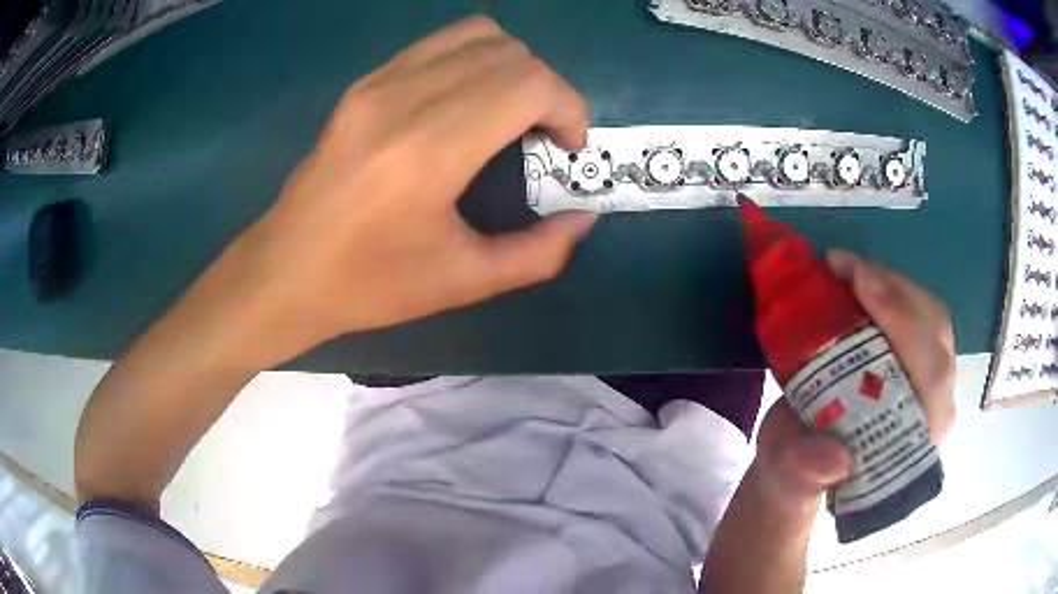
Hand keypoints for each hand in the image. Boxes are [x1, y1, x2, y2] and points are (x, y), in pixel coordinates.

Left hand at [217, 17, 596, 365]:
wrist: (285, 271)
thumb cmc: (368, 285)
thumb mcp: (463, 282)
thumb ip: (538, 253)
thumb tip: (583, 217)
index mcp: (430, 150)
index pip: (529, 83)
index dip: (569, 107)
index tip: (567, 146)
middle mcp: (405, 99)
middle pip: (510, 54)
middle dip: (547, 89)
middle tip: (543, 136)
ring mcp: (379, 83)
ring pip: (477, 35)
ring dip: (512, 67)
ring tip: (510, 112)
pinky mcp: (364, 83)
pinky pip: (438, 44)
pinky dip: (474, 60)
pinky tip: (468, 102)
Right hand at [750, 250, 955, 517]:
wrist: (801, 470)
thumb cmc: (797, 479)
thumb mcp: (790, 482)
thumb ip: (807, 473)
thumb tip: (835, 458)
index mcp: (913, 443)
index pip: (929, 373)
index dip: (903, 324)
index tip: (860, 284)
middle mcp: (934, 409)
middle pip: (935, 333)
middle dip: (895, 292)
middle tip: (844, 267)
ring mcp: (930, 382)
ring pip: (930, 317)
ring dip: (891, 284)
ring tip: (846, 268)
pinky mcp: (917, 363)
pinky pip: (917, 314)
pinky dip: (889, 289)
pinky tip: (856, 280)